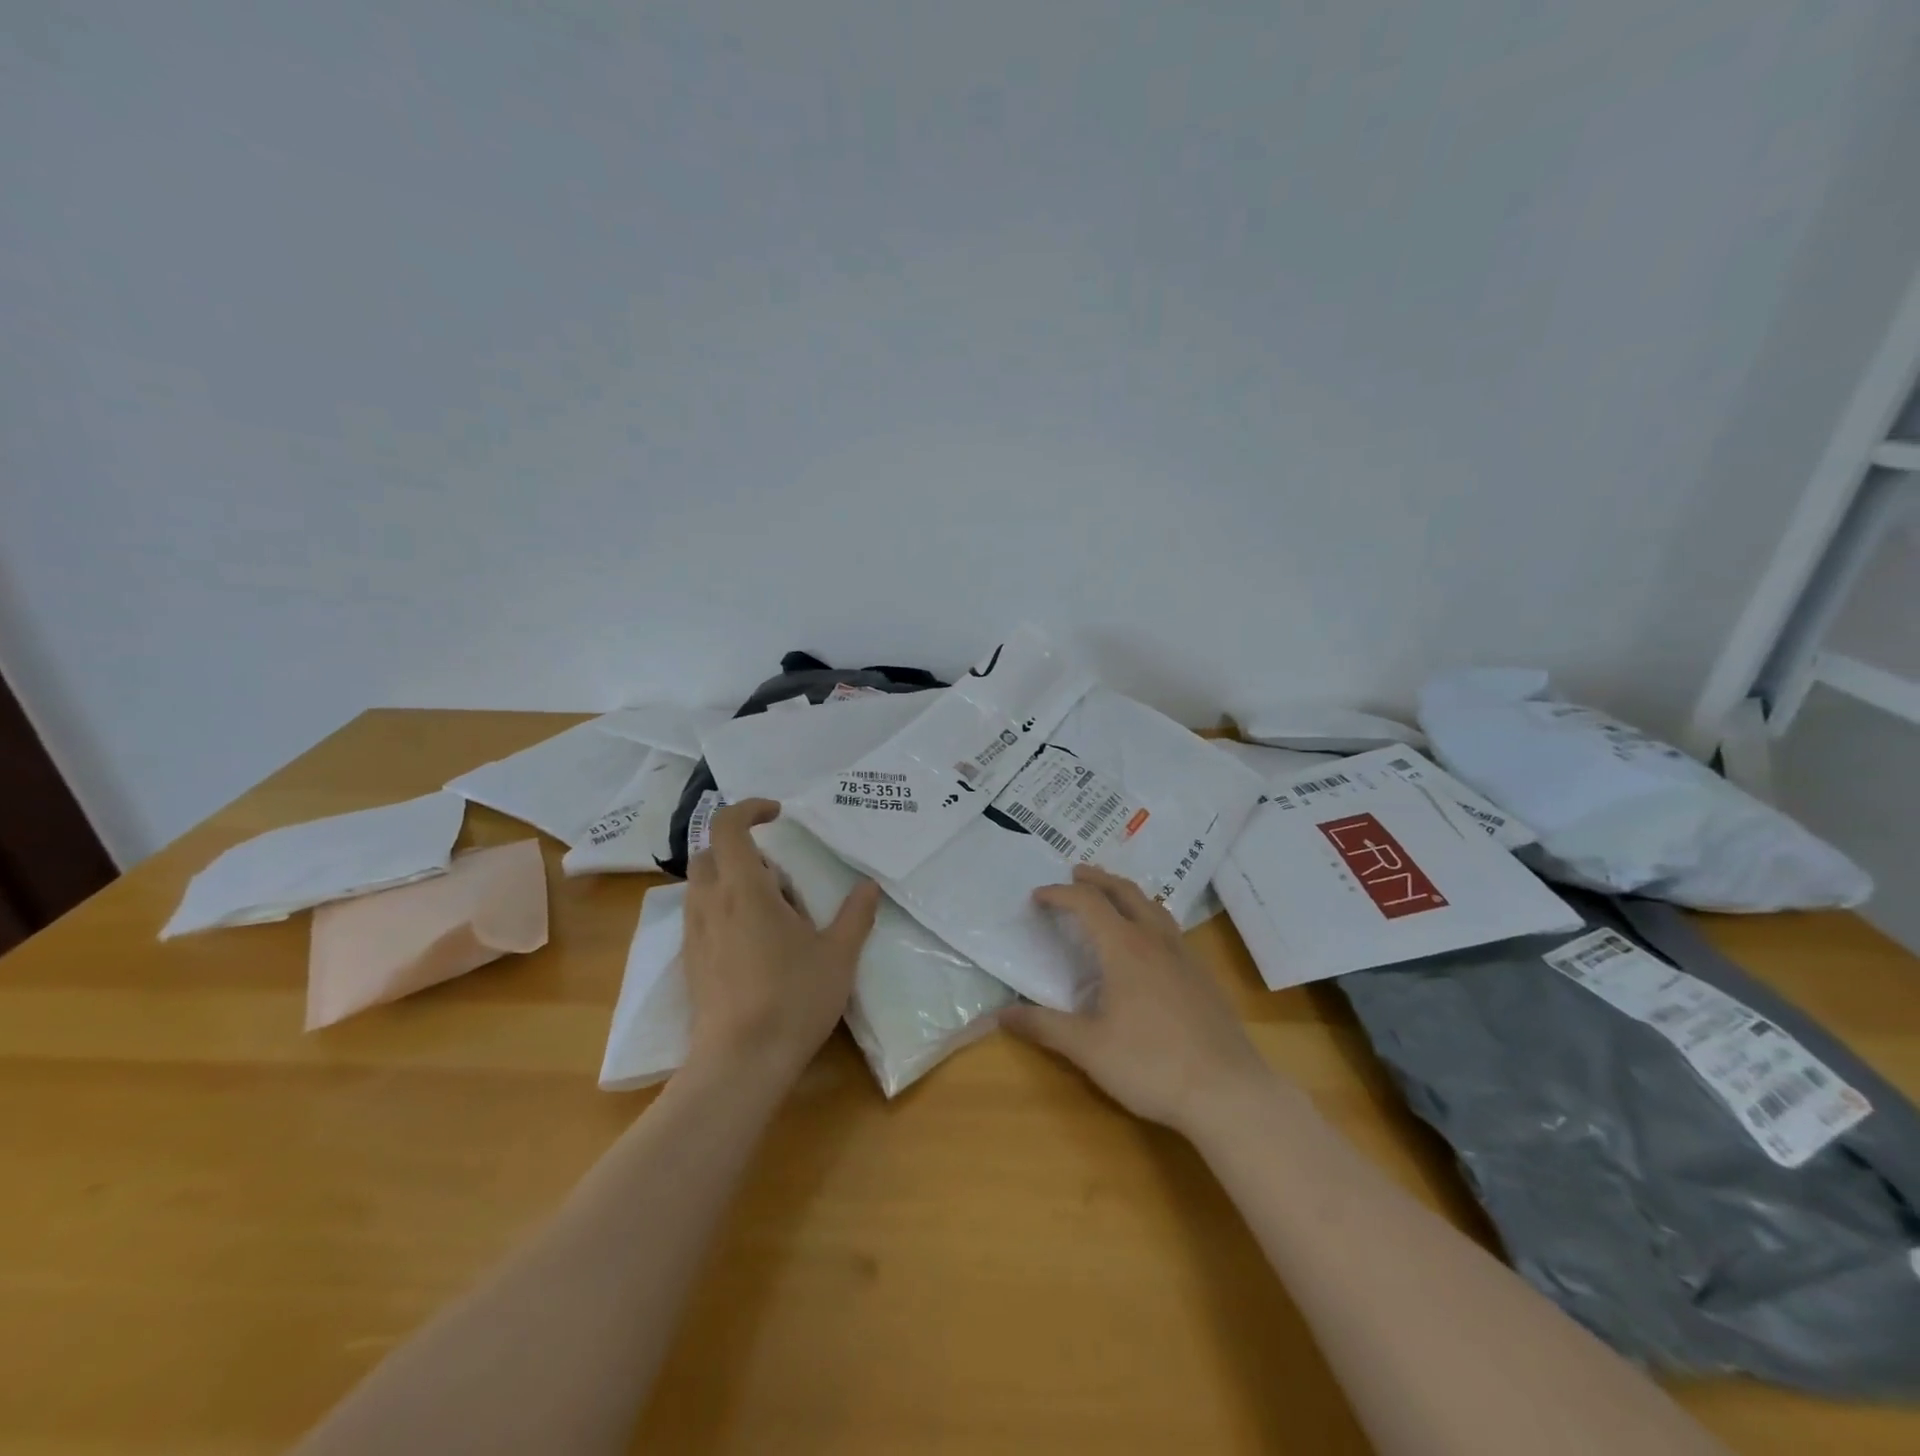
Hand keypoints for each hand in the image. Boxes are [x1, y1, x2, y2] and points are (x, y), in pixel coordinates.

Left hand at [681, 799, 879, 1089]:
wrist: (739, 1064)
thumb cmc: (793, 999)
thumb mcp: (838, 956)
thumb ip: (855, 915)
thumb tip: (869, 886)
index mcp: (745, 889)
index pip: (728, 826)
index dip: (749, 809)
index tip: (777, 814)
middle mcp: (710, 903)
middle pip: (710, 853)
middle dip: (741, 850)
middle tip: (780, 877)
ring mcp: (694, 934)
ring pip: (702, 886)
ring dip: (732, 882)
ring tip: (772, 914)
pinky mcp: (690, 961)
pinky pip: (701, 917)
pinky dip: (724, 911)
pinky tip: (755, 945)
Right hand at [1006, 864, 1275, 1135]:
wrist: (1229, 1092)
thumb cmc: (1151, 1065)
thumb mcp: (1088, 1048)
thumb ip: (1044, 1026)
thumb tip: (1002, 1014)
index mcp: (1125, 948)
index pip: (1088, 903)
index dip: (1060, 894)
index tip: (1038, 897)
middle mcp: (1156, 941)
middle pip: (1125, 892)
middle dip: (1098, 879)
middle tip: (1076, 873)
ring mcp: (1185, 956)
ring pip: (1154, 907)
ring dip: (1127, 893)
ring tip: (1112, 897)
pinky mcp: (1203, 976)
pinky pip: (1171, 929)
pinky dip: (1149, 917)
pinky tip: (1149, 943)